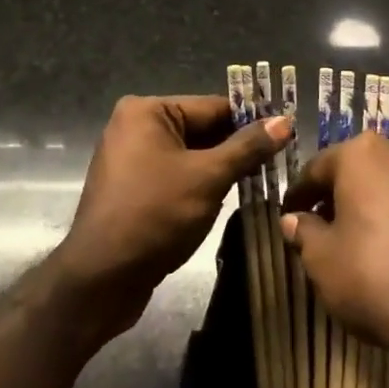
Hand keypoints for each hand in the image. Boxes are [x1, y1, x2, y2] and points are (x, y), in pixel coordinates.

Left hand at [55, 94, 289, 337]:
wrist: (100, 280)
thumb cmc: (155, 216)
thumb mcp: (208, 178)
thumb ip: (247, 147)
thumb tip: (285, 121)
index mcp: (147, 111)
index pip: (213, 107)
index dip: (252, 121)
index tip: (287, 133)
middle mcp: (135, 126)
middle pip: (201, 129)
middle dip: (237, 147)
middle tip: (280, 160)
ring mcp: (131, 158)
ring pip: (191, 155)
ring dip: (221, 169)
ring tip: (262, 180)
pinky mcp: (132, 188)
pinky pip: (175, 175)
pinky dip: (200, 184)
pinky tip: (227, 199)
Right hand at [280, 132, 388, 387]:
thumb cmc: (377, 279)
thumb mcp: (323, 262)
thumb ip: (304, 233)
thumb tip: (294, 220)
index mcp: (363, 153)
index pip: (318, 168)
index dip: (300, 194)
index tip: (290, 214)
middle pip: (359, 170)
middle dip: (340, 196)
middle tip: (325, 229)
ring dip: (376, 204)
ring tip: (366, 242)